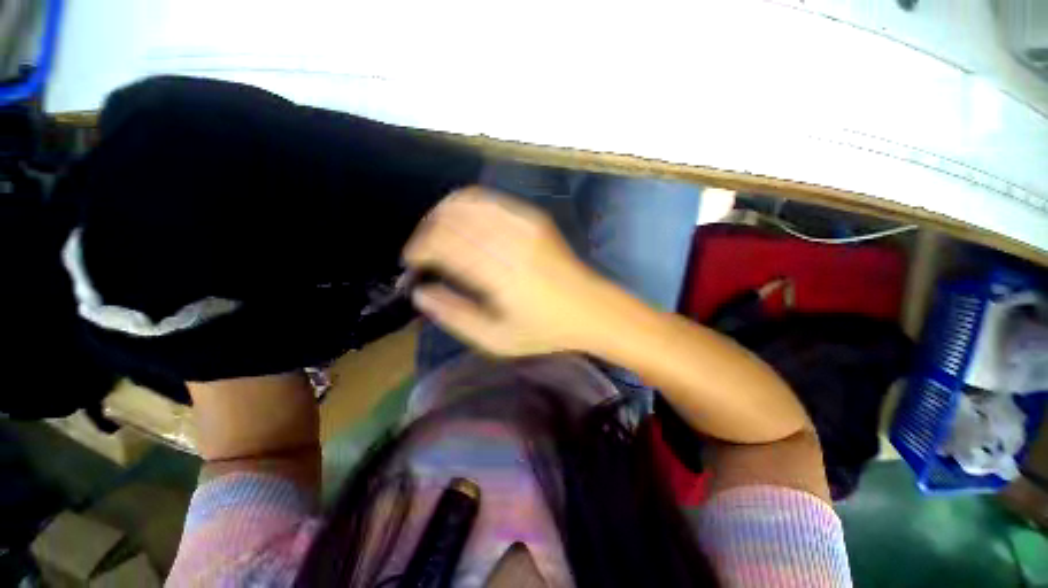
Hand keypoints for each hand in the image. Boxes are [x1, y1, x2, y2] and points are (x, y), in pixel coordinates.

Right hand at [403, 187, 605, 355]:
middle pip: (451, 219)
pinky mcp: (534, 218)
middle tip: (422, 250)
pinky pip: (490, 200)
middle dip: (426, 232)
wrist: (590, 308)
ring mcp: (525, 224)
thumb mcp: (496, 340)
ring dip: (443, 215)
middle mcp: (511, 242)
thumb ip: (454, 316)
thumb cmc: (544, 330)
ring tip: (437, 234)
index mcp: (501, 275)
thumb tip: (421, 292)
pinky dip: (467, 207)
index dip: (419, 250)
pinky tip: (463, 223)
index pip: (444, 245)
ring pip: (467, 202)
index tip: (412, 263)